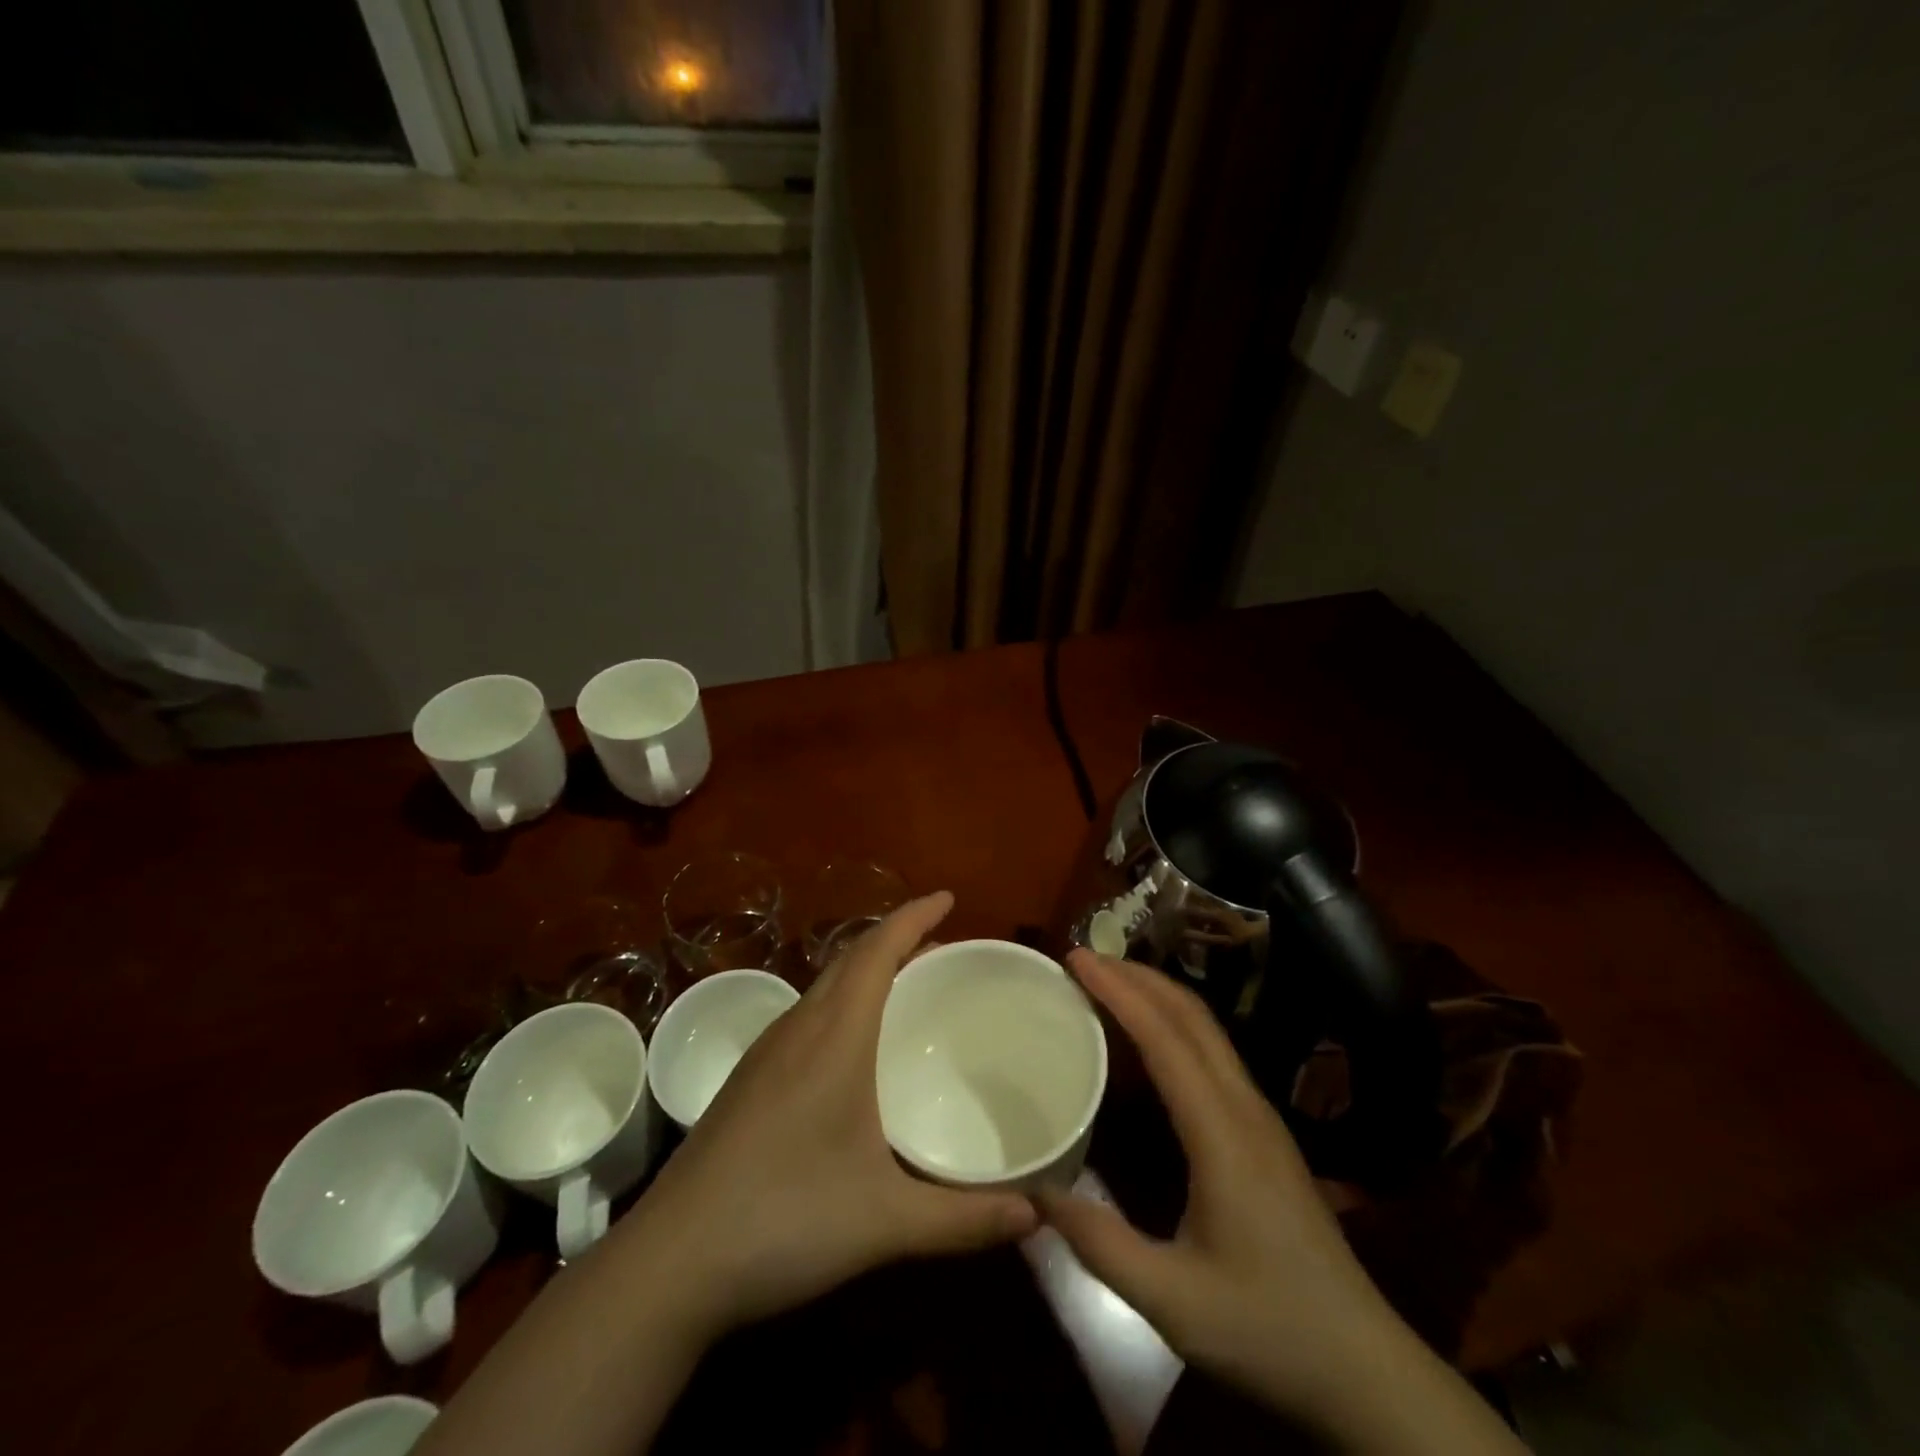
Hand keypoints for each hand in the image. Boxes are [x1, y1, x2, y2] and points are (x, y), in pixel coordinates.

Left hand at [625, 892, 1038, 1336]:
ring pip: (825, 985)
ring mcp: (766, 1053)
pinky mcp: (748, 1080)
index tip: (948, 898)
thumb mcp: (885, 1222)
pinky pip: (807, 1015)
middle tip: (942, 949)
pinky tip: (854, 1049)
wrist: (669, 1263)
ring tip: (906, 988)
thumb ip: (965, 1219)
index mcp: (834, 1036)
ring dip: (867, 970)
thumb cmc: (783, 1221)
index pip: (877, 951)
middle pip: (850, 958)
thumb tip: (1037, 1215)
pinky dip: (843, 1003)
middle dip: (896, 940)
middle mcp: (798, 1028)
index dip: (913, 916)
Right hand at [1040, 953, 1524, 1453]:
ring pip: (1207, 1030)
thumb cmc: (1268, 1330)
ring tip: (1109, 982)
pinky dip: (1174, 1024)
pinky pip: (1213, 1054)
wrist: (1365, 1370)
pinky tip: (1149, 1040)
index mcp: (1222, 1133)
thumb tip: (1035, 1193)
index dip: (1120, 991)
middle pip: (1192, 1016)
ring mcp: (1260, 1117)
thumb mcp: (1173, 1303)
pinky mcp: (1264, 1133)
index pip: (1165, 1038)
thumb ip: (1101, 1245)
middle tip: (1084, 959)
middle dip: (1139, 976)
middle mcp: (1244, 1107)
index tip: (1078, 959)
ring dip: (1158, 994)